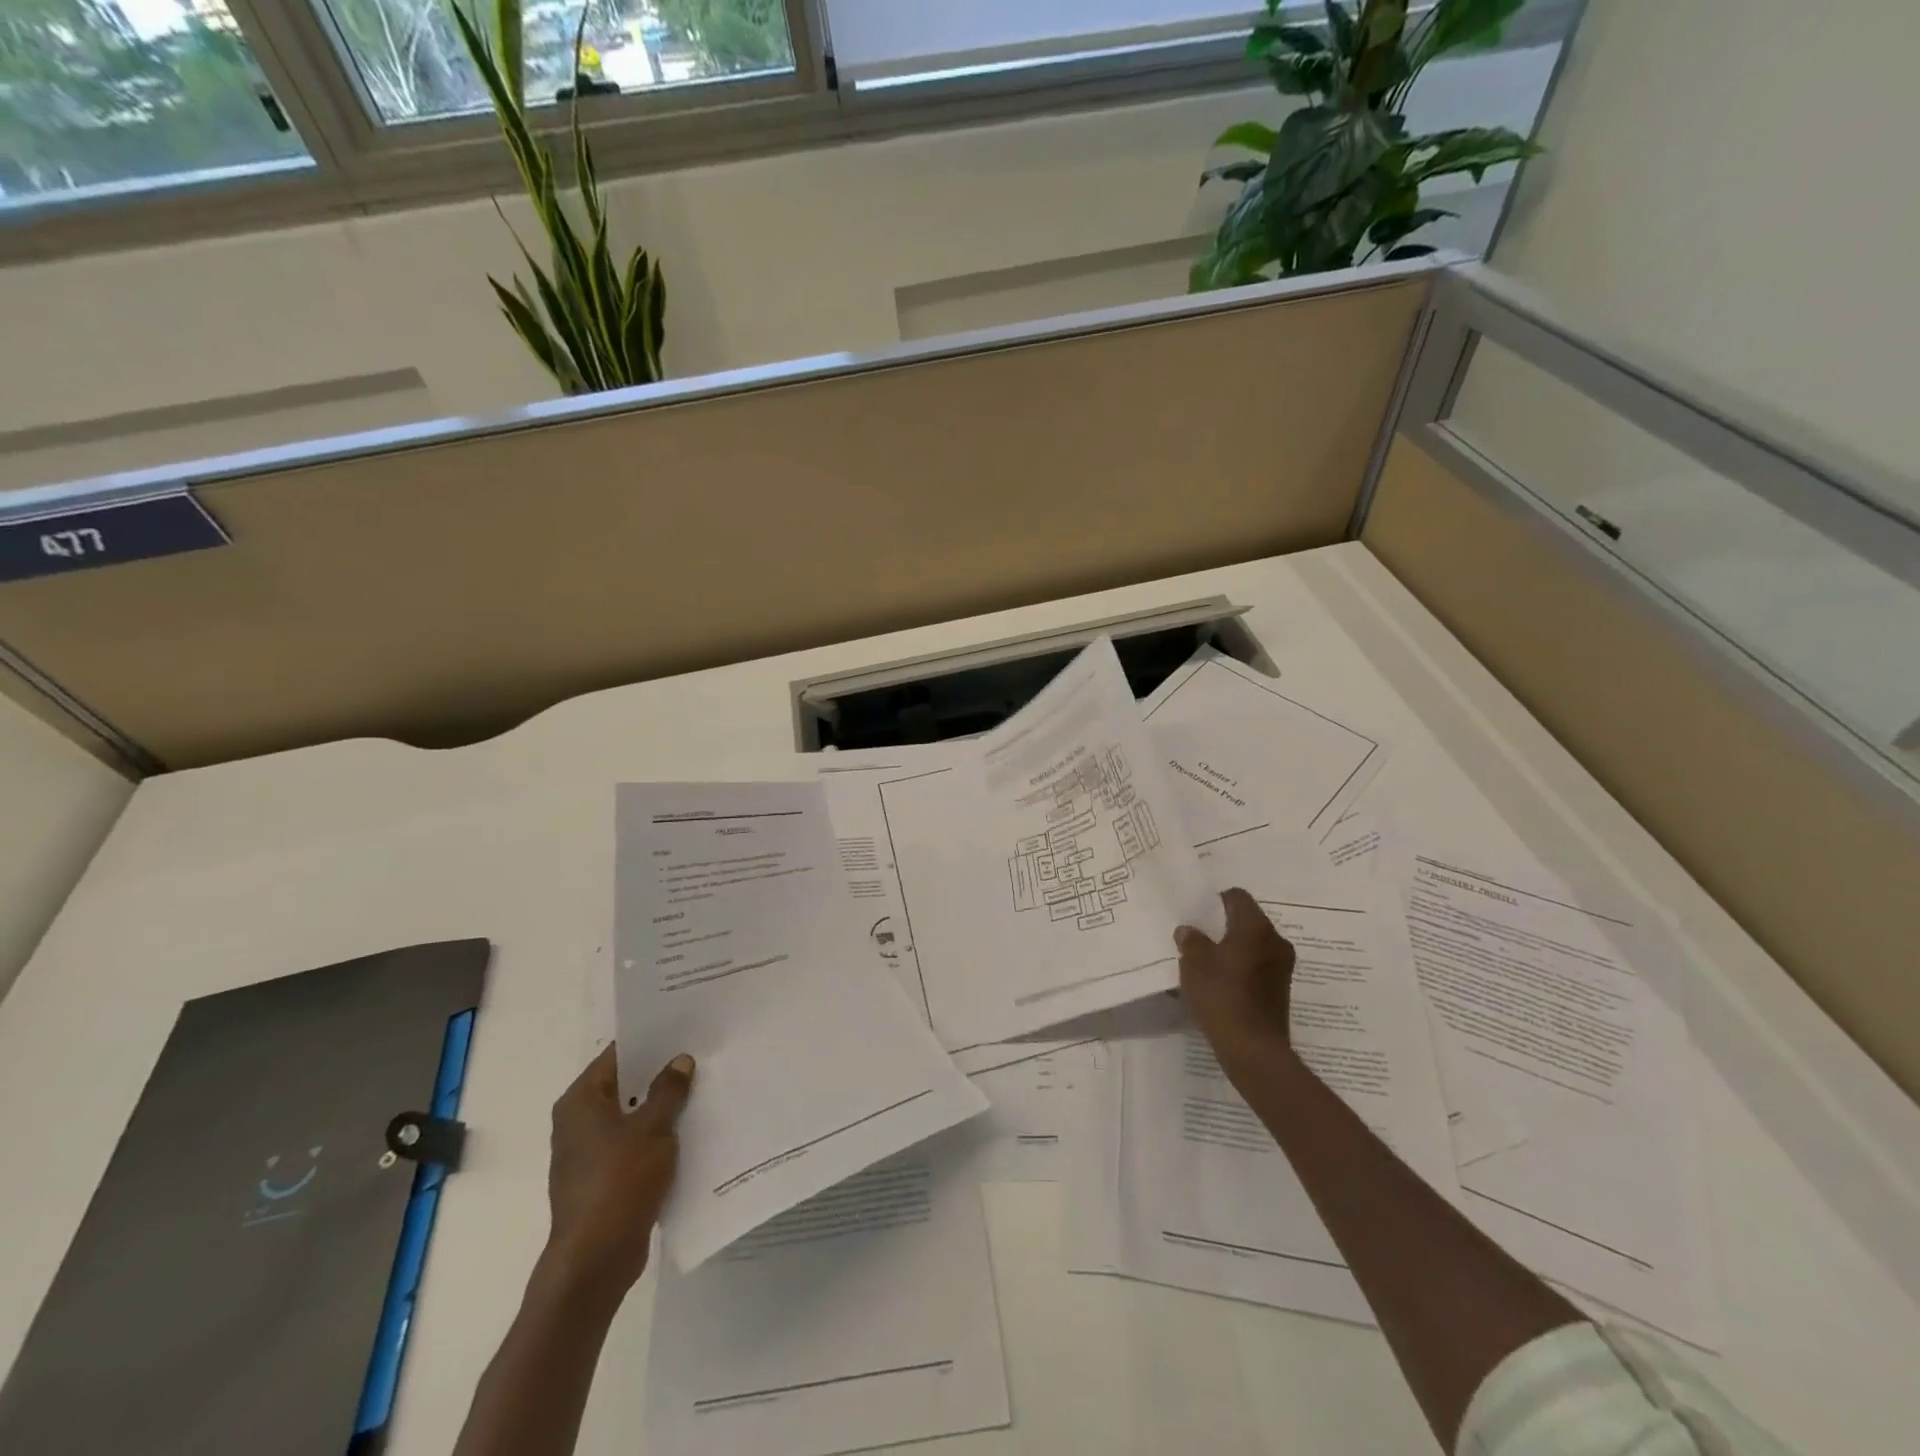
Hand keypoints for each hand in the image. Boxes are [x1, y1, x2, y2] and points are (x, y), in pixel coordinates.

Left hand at [543, 1045, 693, 1301]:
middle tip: (700, 1054)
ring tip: (702, 1087)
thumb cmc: (619, 1181)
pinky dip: (656, 1134)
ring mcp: (589, 1152)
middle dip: (660, 1073)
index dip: (650, 1041)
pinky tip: (689, 1129)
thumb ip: (668, 1090)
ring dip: (661, 1106)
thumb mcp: (653, 1128)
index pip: (617, 1055)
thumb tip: (680, 1060)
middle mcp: (578, 1121)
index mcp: (581, 1101)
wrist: (595, 1259)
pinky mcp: (603, 1178)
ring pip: (631, 1115)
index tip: (683, 1028)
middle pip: (624, 1084)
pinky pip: (633, 1143)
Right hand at [1174, 887, 1297, 1088]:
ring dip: (1233, 949)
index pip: (1238, 897)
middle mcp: (1275, 941)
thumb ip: (1191, 941)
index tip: (1198, 913)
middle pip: (1248, 920)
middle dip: (1224, 926)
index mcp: (1255, 927)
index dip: (1216, 900)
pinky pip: (1258, 966)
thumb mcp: (1194, 963)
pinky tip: (1221, 983)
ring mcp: (1282, 967)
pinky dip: (1241, 968)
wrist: (1253, 1048)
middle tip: (1200, 936)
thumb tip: (1189, 930)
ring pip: (1254, 945)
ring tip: (1208, 961)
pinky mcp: (1281, 990)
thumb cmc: (1222, 995)